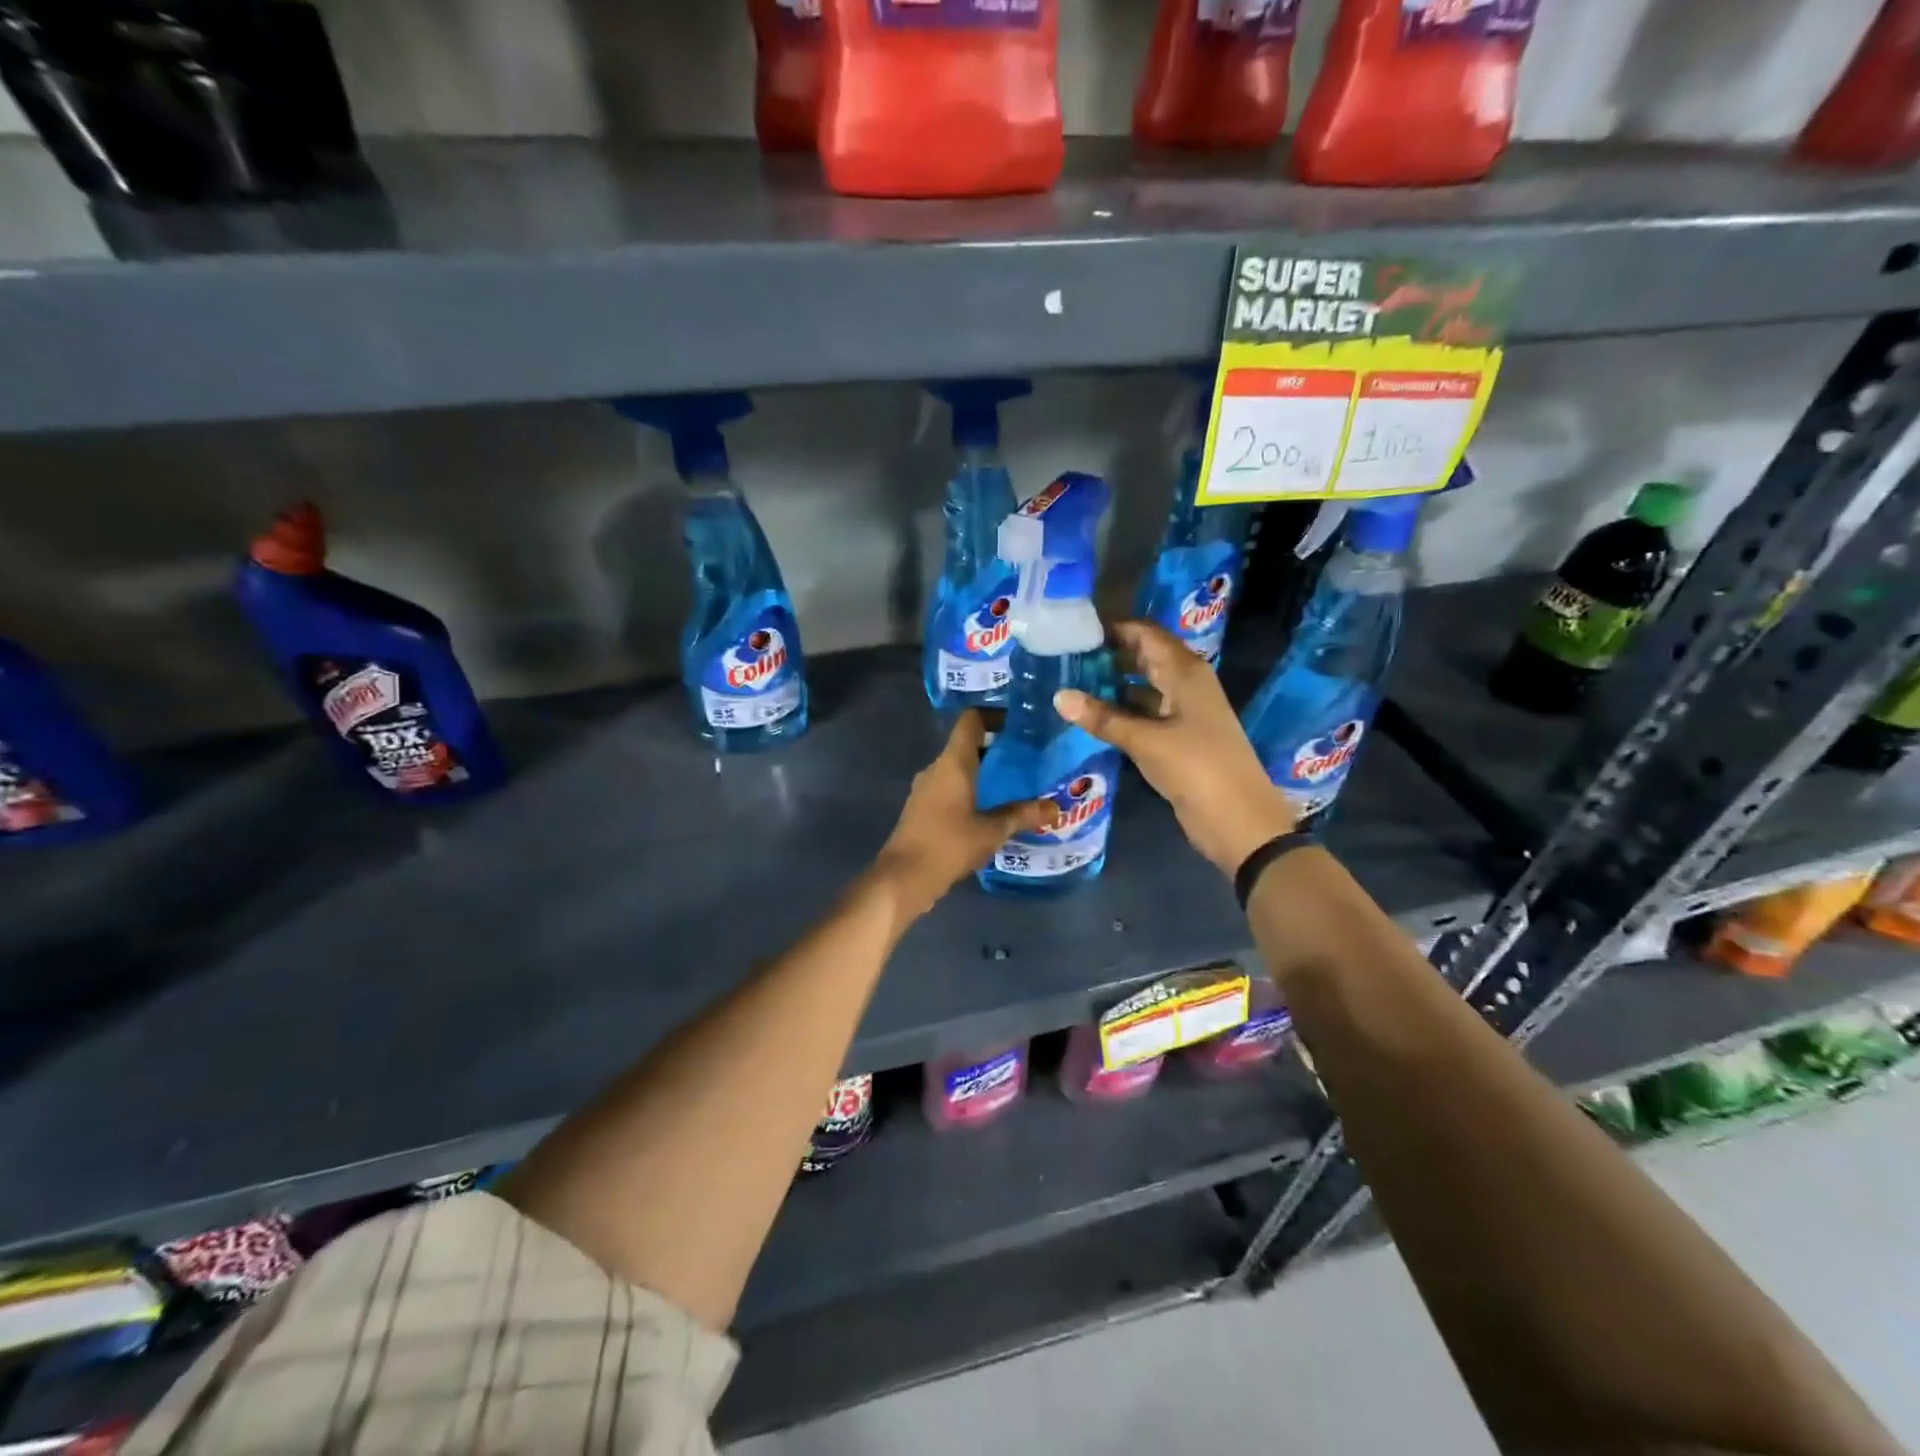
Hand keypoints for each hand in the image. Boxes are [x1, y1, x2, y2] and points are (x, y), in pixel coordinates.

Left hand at [871, 711, 1057, 920]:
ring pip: (958, 768)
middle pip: (966, 744)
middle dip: (996, 748)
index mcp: (953, 762)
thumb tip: (1054, 807)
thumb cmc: (949, 845)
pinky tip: (990, 808)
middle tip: (1026, 758)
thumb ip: (1022, 815)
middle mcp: (936, 768)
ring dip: (983, 772)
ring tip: (1013, 784)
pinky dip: (970, 790)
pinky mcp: (922, 808)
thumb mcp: (992, 831)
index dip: (994, 715)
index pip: (971, 720)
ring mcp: (925, 788)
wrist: (903, 878)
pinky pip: (950, 787)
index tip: (1020, 726)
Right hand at [1055, 621, 1295, 876]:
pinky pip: (1145, 713)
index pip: (1146, 634)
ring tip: (1070, 683)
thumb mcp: (1145, 740)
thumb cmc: (1196, 768)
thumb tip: (1059, 696)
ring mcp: (1183, 712)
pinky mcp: (1178, 737)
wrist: (1238, 820)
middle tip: (1065, 657)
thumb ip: (1103, 718)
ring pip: (1143, 686)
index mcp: (1185, 672)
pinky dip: (1121, 710)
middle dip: (1109, 654)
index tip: (1074, 629)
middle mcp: (1186, 684)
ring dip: (1112, 684)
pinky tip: (1092, 716)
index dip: (1113, 628)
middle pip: (1144, 657)